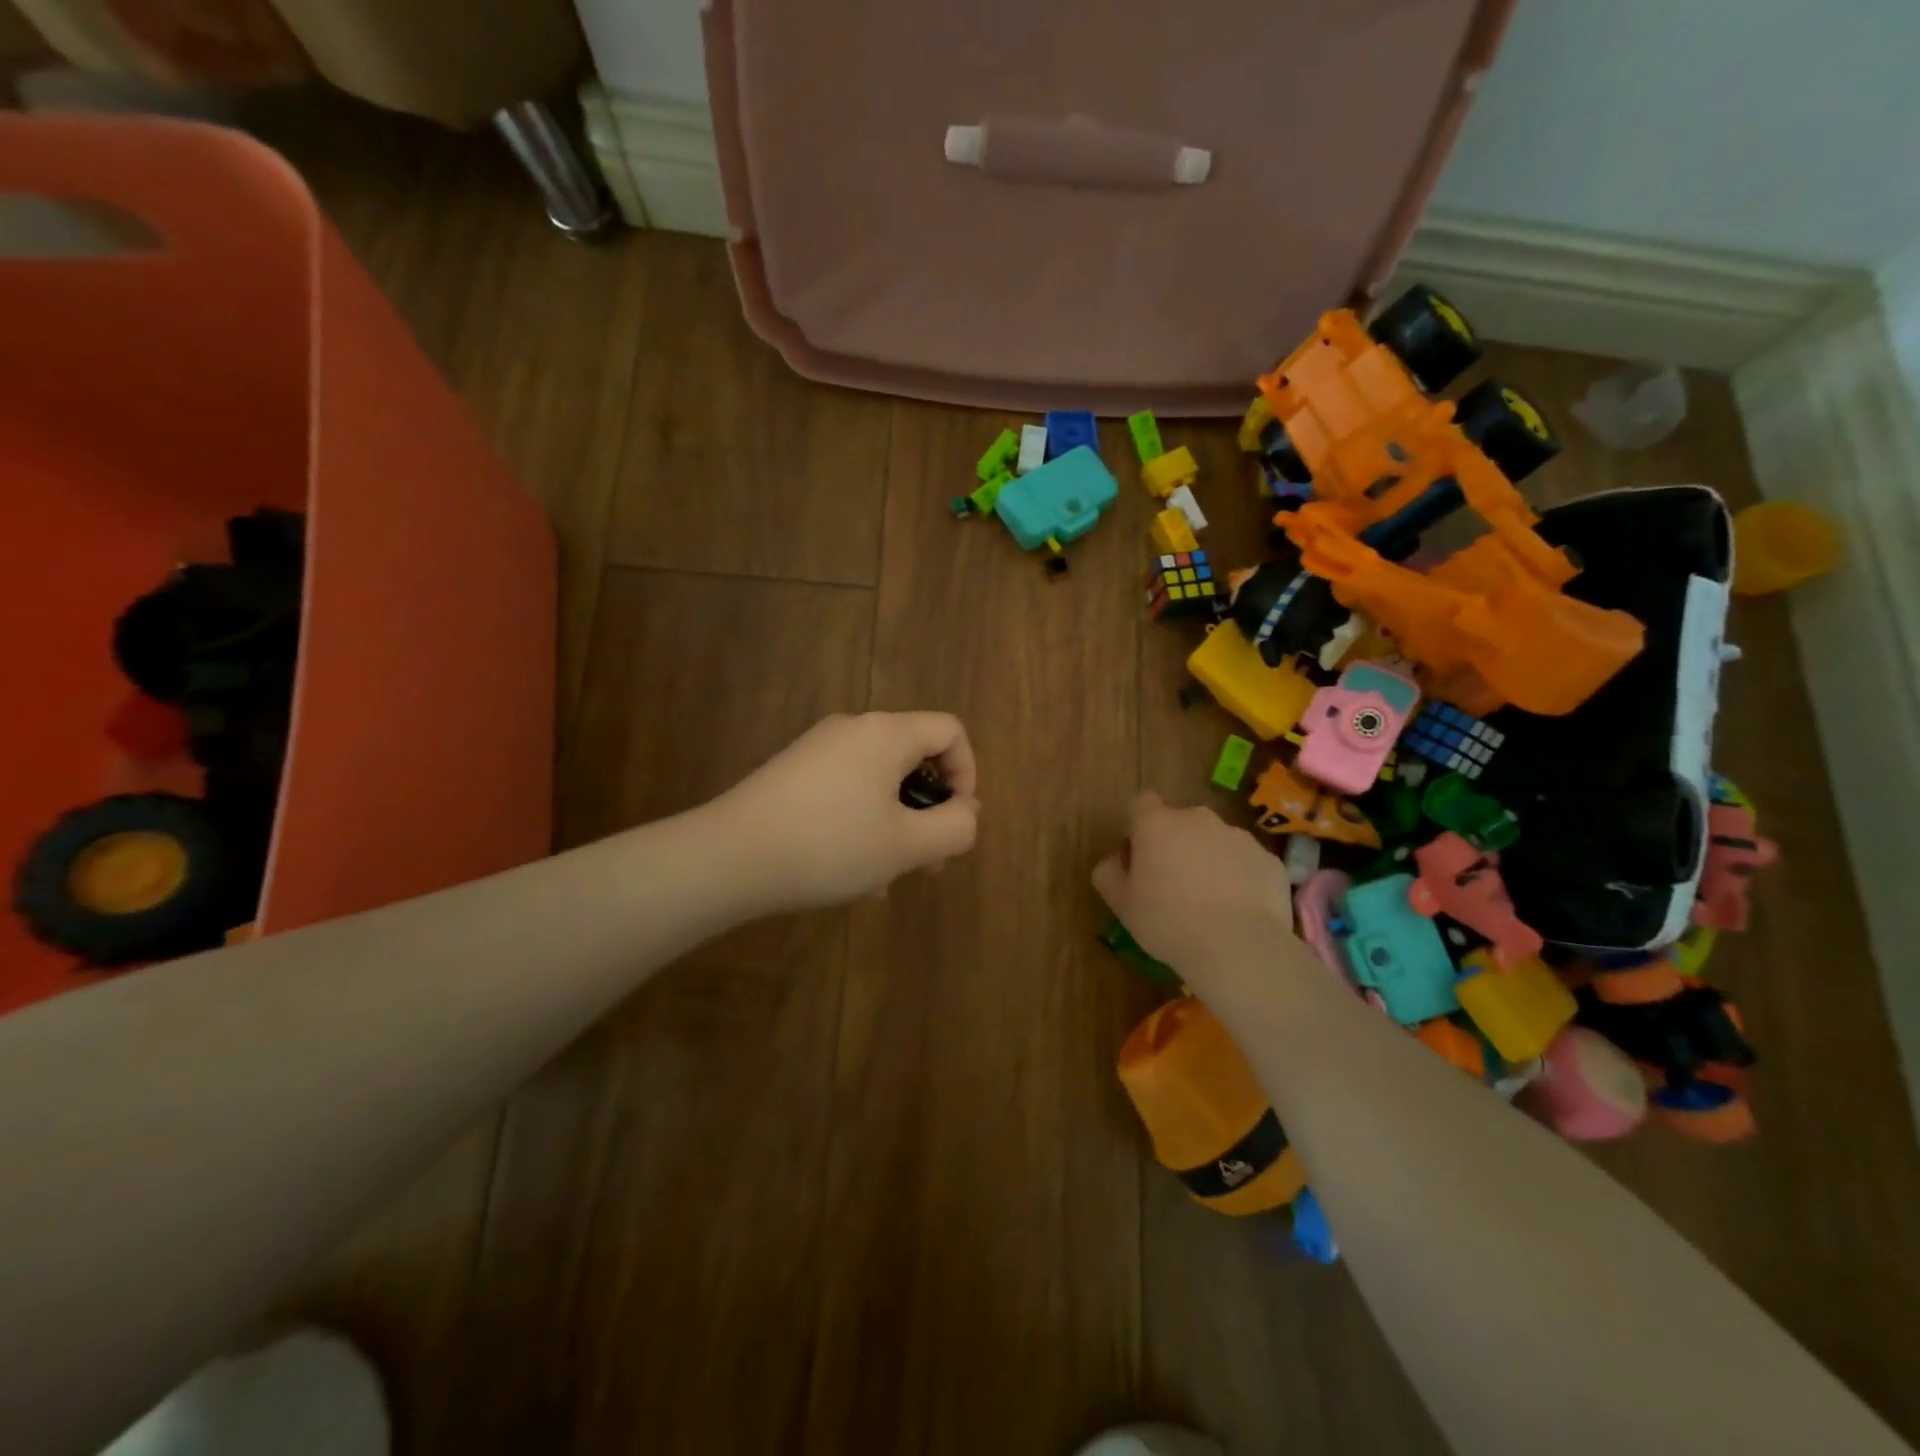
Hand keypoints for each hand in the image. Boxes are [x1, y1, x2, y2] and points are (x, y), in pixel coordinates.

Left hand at [713, 712, 980, 911]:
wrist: (729, 857)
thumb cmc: (830, 846)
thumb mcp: (906, 845)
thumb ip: (954, 827)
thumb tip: (966, 811)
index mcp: (887, 734)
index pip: (950, 731)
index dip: (967, 774)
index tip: (955, 821)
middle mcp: (853, 729)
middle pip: (913, 759)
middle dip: (928, 811)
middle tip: (926, 863)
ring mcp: (817, 749)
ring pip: (878, 782)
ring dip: (894, 826)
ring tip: (883, 879)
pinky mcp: (792, 772)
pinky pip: (845, 790)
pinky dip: (860, 823)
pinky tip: (848, 873)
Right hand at [1092, 791, 1296, 986]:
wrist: (1238, 948)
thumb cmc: (1168, 922)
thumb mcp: (1121, 904)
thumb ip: (1109, 873)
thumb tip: (1114, 861)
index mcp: (1157, 824)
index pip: (1142, 803)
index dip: (1139, 826)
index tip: (1140, 856)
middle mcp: (1198, 819)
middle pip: (1181, 823)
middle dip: (1176, 845)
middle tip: (1173, 885)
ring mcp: (1238, 837)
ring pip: (1216, 842)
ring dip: (1209, 860)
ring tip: (1210, 903)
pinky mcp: (1268, 859)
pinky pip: (1246, 863)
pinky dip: (1240, 878)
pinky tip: (1238, 911)